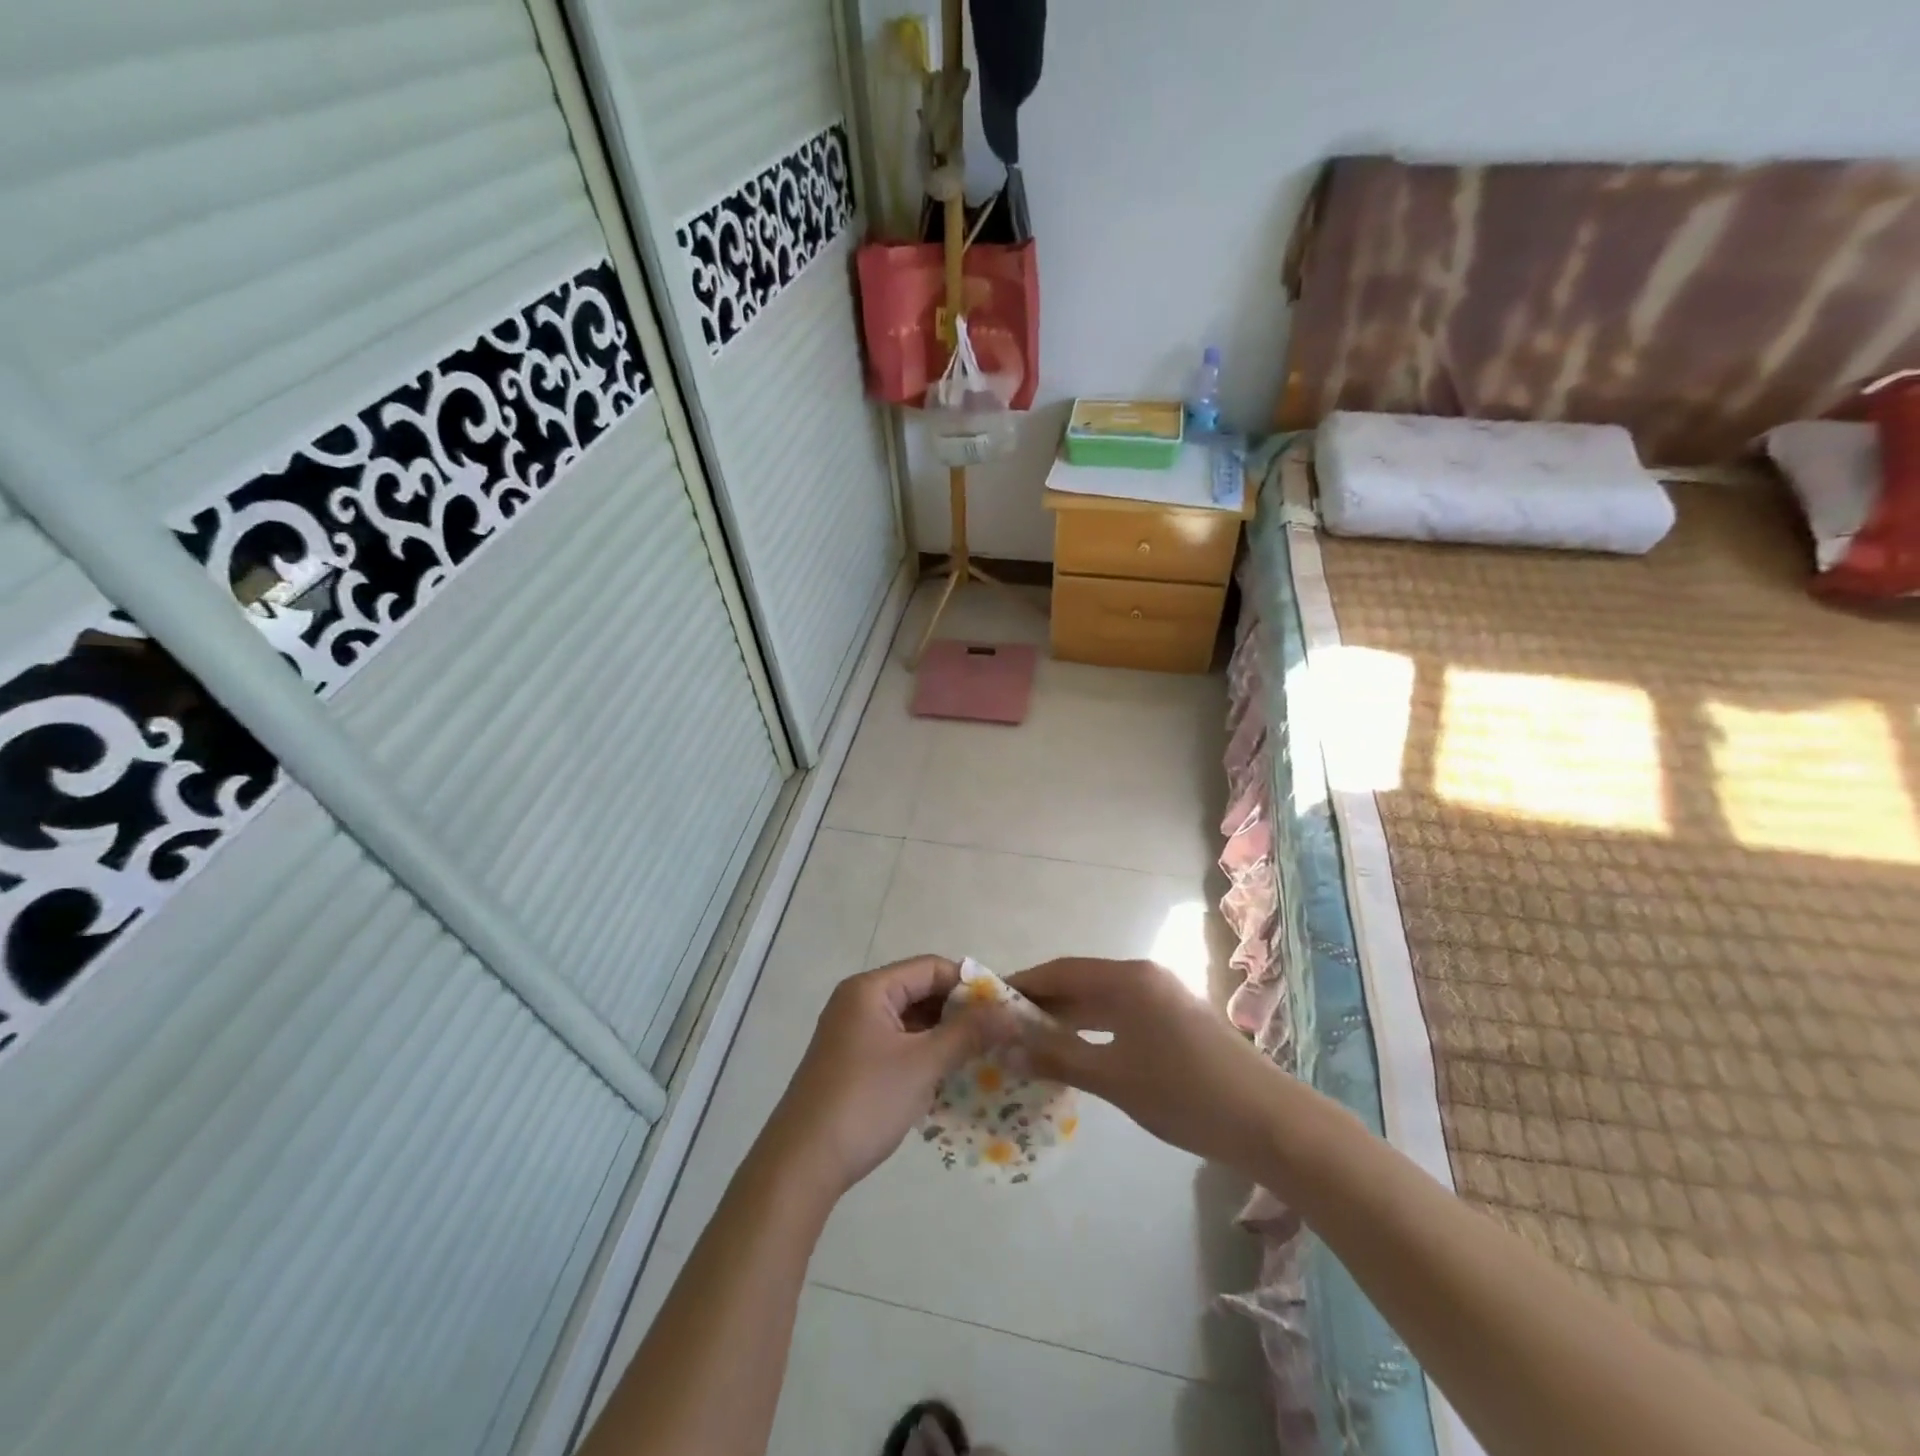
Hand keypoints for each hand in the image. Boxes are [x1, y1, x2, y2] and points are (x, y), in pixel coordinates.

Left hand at [760, 956, 1008, 1196]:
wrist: (802, 1164)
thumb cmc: (865, 1101)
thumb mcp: (923, 1064)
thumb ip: (968, 1033)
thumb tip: (1010, 1012)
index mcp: (870, 989)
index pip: (931, 968)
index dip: (970, 983)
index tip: (1004, 1007)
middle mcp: (858, 1002)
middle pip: (920, 991)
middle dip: (959, 1011)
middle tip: (999, 1034)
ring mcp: (853, 1033)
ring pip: (910, 1021)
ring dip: (944, 1035)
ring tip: (983, 1055)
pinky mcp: (852, 1062)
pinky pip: (898, 1044)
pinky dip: (924, 1054)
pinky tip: (951, 1075)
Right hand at [1007, 958, 1280, 1170]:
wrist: (1270, 1122)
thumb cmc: (1186, 1094)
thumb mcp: (1114, 1078)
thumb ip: (1058, 1058)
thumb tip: (1007, 1048)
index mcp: (1129, 979)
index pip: (1063, 970)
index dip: (1024, 983)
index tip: (990, 999)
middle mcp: (1145, 977)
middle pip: (1082, 982)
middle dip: (1044, 1002)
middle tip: (1004, 1026)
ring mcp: (1165, 998)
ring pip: (1103, 1001)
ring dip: (1069, 1018)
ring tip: (1031, 1040)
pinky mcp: (1177, 1021)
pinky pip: (1122, 1016)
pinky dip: (1095, 1029)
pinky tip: (1077, 1052)